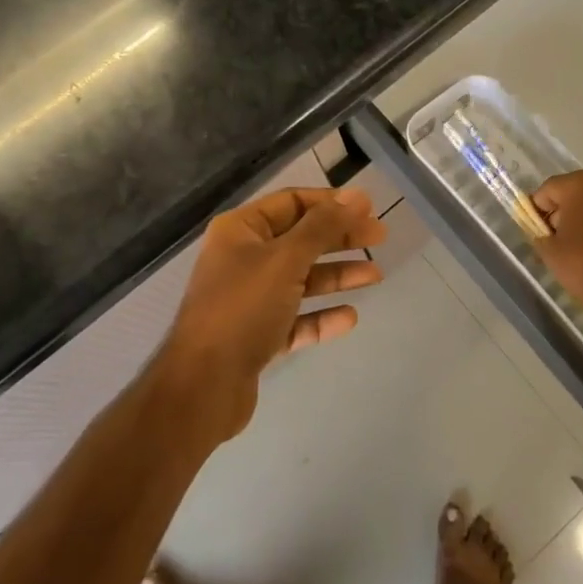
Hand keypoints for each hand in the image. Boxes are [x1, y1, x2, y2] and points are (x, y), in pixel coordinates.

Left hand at [160, 186, 385, 439]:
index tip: (369, 208)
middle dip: (340, 238)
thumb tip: (356, 196)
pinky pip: (295, 318)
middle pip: (300, 239)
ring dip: (337, 275)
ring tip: (375, 276)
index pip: (292, 202)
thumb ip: (322, 227)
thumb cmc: (242, 309)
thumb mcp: (286, 259)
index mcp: (241, 230)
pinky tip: (349, 317)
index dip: (331, 203)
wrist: (202, 387)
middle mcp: (243, 258)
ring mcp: (249, 299)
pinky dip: (321, 316)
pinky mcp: (256, 336)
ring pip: (301, 279)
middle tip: (380, 237)